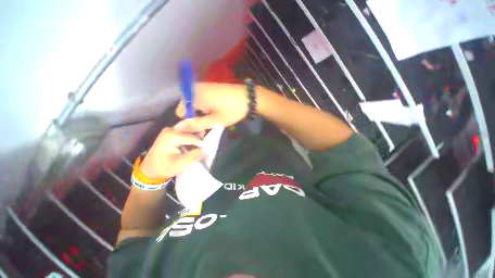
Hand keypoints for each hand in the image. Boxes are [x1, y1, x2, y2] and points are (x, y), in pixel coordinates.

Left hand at [140, 128, 204, 178]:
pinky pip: (186, 131)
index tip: (207, 150)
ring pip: (189, 128)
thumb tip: (207, 150)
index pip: (193, 137)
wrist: (150, 170)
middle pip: (192, 128)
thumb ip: (194, 156)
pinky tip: (195, 143)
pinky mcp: (171, 133)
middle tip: (207, 143)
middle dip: (200, 135)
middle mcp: (171, 129)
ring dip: (197, 134)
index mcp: (172, 136)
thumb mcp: (180, 164)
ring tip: (202, 144)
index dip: (202, 143)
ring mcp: (171, 130)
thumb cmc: (164, 168)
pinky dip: (192, 135)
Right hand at [175, 82, 249, 131]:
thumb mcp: (215, 120)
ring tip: (211, 120)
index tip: (199, 129)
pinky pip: (200, 98)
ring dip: (200, 113)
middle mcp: (195, 88)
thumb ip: (196, 124)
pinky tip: (214, 111)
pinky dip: (204, 106)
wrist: (249, 97)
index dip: (188, 121)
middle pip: (186, 106)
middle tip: (206, 126)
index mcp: (194, 96)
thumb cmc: (232, 110)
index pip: (180, 110)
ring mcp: (203, 86)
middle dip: (194, 117)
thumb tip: (178, 127)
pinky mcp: (210, 87)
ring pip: (194, 102)